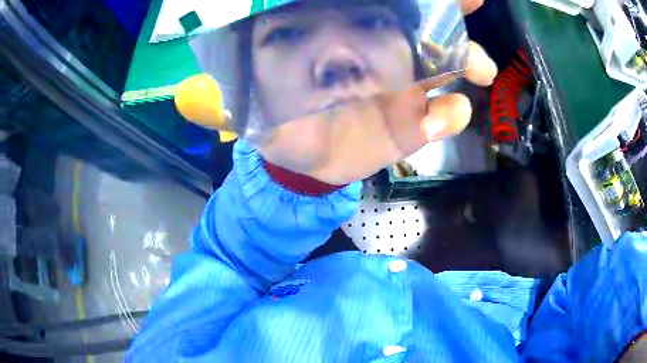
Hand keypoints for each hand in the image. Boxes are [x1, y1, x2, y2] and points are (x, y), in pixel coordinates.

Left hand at [258, 0, 496, 184]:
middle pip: (433, 32)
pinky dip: (448, 118)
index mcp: (357, 37)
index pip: (396, 8)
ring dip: (470, 63)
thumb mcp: (273, 69)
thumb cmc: (282, 106)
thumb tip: (262, 10)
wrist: (298, 157)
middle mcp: (389, 57)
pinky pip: (440, 121)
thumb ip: (276, 40)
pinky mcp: (411, 131)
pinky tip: (436, 121)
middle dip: (454, 21)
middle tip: (473, 8)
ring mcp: (406, 94)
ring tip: (481, 69)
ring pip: (449, 70)